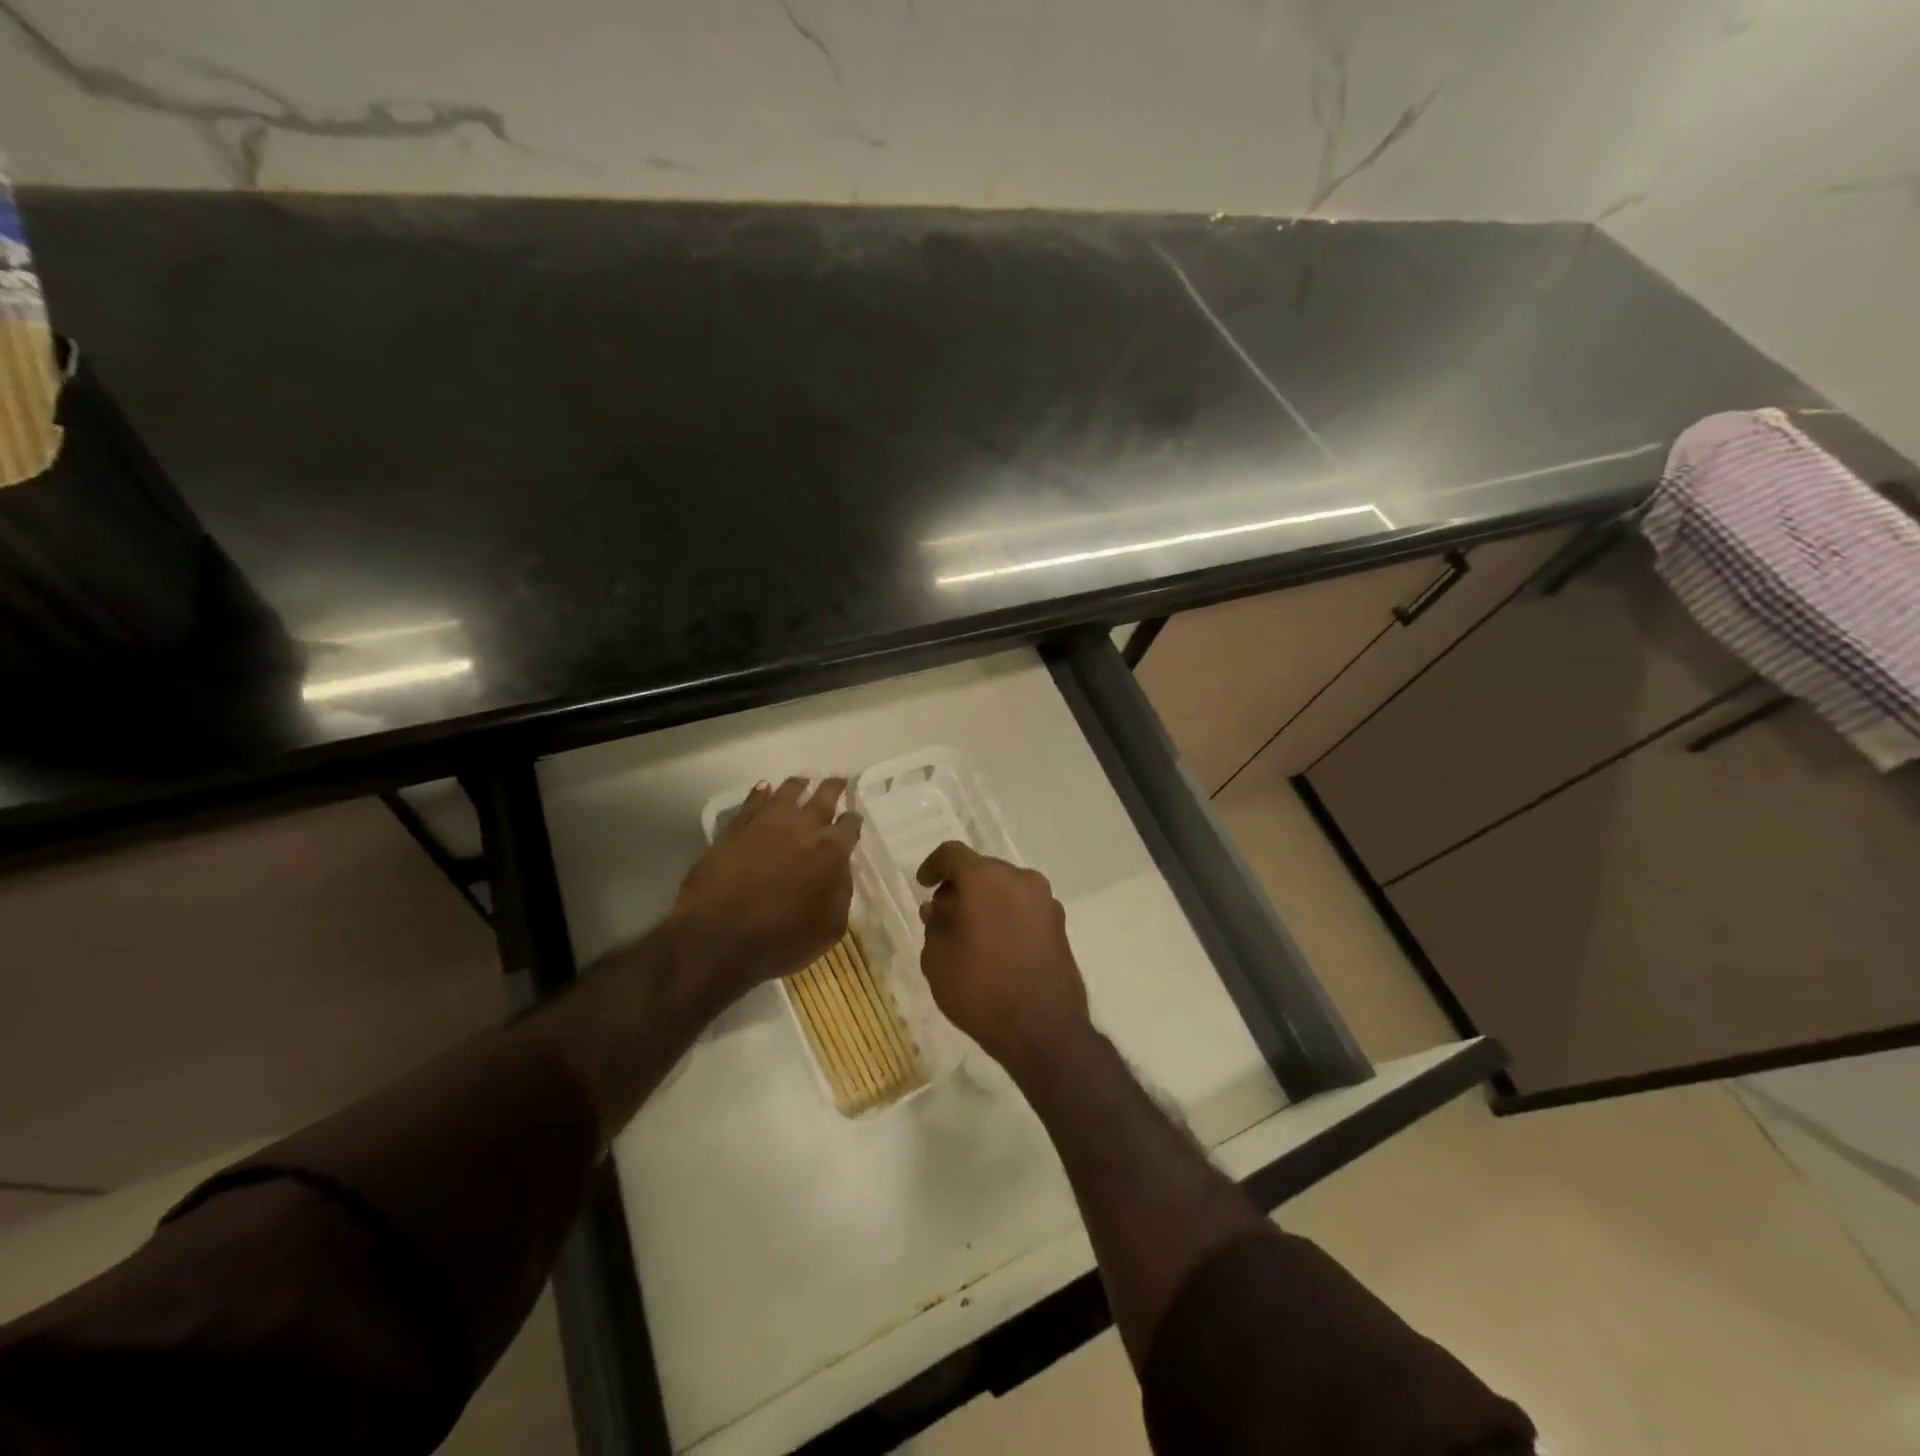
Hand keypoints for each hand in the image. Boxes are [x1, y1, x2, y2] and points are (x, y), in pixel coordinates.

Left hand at [671, 776, 861, 1006]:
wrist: (717, 938)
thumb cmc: (781, 940)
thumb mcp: (829, 927)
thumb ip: (841, 893)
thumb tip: (841, 870)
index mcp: (830, 852)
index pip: (849, 827)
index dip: (853, 821)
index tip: (854, 817)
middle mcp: (802, 829)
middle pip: (822, 799)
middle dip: (833, 788)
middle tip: (838, 777)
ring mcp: (765, 825)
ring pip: (786, 794)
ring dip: (797, 785)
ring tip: (802, 779)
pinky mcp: (735, 830)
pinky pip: (751, 803)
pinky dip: (760, 793)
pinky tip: (763, 788)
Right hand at [916, 842, 1090, 1074]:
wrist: (1044, 1030)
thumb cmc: (981, 990)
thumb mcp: (937, 959)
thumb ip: (933, 925)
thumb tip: (939, 909)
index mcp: (986, 879)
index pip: (953, 854)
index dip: (933, 866)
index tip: (922, 884)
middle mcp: (1020, 879)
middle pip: (982, 869)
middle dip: (960, 885)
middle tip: (942, 913)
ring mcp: (1045, 901)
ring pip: (1006, 887)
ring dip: (985, 900)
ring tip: (968, 931)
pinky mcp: (1060, 924)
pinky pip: (1024, 907)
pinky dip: (1006, 914)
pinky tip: (995, 944)